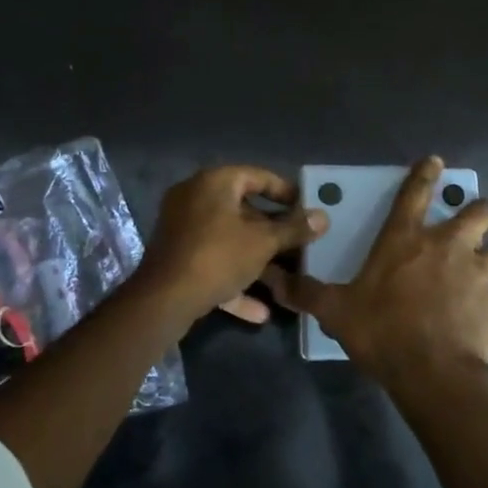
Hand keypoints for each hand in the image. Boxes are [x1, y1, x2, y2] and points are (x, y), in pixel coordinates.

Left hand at [132, 166, 327, 325]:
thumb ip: (294, 228)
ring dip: (257, 260)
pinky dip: (235, 281)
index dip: (285, 191)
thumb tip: (323, 217)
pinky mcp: (178, 259)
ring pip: (230, 240)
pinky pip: (214, 263)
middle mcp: (195, 198)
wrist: (164, 300)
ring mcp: (183, 230)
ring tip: (286, 277)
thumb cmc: (218, 256)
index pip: (257, 176)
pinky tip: (261, 311)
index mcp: (214, 182)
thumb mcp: (263, 242)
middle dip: (273, 232)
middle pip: (243, 210)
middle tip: (300, 244)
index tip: (307, 208)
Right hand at [264, 155, 487, 391]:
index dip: (426, 173)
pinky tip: (474, 319)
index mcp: (407, 239)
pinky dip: (485, 306)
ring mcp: (477, 276)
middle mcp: (448, 247)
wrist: (433, 373)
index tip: (436, 161)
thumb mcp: (336, 311)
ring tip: (479, 269)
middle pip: (480, 212)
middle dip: (480, 211)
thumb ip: (307, 293)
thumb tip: (274, 281)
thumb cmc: (382, 330)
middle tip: (472, 221)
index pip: (417, 193)